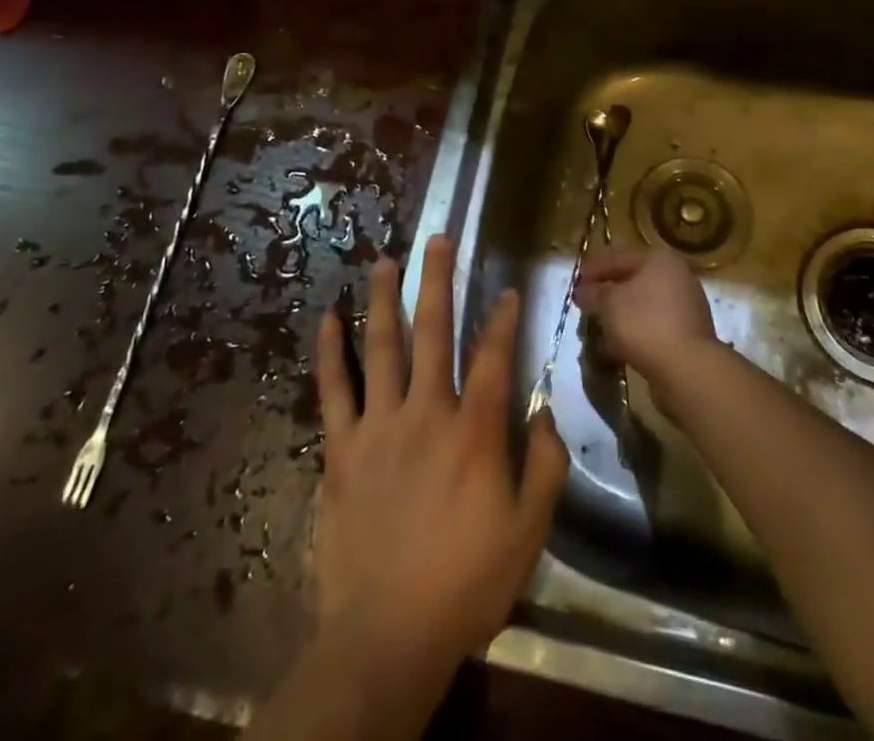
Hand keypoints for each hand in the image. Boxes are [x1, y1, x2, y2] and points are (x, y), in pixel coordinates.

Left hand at [312, 236, 568, 682]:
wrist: (387, 635)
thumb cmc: (466, 582)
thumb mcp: (529, 531)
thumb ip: (546, 465)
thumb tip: (545, 411)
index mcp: (474, 431)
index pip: (493, 356)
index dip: (503, 318)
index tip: (507, 290)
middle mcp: (426, 412)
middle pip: (434, 331)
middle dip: (438, 280)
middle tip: (437, 238)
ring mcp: (379, 426)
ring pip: (382, 346)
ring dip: (384, 298)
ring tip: (385, 260)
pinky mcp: (341, 448)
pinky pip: (334, 390)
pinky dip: (331, 351)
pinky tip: (328, 318)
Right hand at [574, 245, 719, 398]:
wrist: (687, 368)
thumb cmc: (644, 323)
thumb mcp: (609, 303)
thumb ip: (594, 294)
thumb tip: (582, 291)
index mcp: (660, 260)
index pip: (619, 257)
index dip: (594, 268)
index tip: (575, 282)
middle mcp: (677, 277)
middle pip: (633, 282)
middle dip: (607, 295)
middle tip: (585, 305)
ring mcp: (686, 307)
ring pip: (642, 307)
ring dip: (619, 317)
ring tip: (597, 331)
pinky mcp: (687, 336)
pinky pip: (653, 328)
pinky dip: (633, 334)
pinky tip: (614, 349)